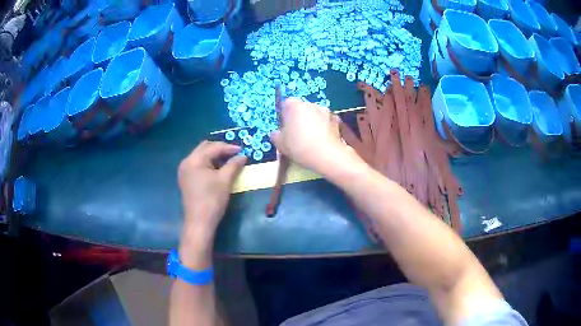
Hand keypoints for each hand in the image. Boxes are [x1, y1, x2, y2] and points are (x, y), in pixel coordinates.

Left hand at [177, 141, 246, 259]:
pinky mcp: (186, 179)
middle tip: (235, 154)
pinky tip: (218, 169)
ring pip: (201, 156)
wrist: (199, 222)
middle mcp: (187, 161)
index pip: (213, 147)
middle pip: (205, 148)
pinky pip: (198, 164)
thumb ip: (234, 165)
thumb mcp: (225, 181)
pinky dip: (208, 163)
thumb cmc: (212, 200)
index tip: (243, 150)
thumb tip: (243, 156)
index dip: (229, 148)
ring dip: (214, 156)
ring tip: (228, 161)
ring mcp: (184, 170)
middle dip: (220, 149)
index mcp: (195, 160)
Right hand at [270, 98, 363, 174]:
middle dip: (299, 118)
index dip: (285, 115)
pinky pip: (326, 121)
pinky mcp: (336, 120)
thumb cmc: (299, 146)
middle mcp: (310, 104)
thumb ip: (276, 135)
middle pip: (302, 108)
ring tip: (311, 138)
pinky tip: (322, 140)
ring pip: (315, 114)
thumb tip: (276, 133)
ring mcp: (325, 111)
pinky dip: (324, 127)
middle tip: (297, 134)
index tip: (285, 127)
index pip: (286, 103)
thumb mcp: (280, 144)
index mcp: (294, 106)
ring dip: (313, 122)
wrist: (326, 155)